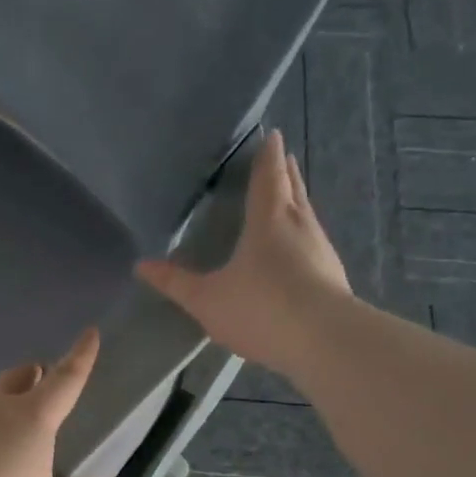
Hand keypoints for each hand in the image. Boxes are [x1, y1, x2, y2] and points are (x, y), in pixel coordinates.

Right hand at [136, 130, 350, 375]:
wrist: (324, 341)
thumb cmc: (261, 309)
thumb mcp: (207, 299)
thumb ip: (176, 283)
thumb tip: (141, 265)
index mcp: (268, 220)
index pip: (267, 178)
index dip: (267, 157)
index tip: (272, 135)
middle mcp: (299, 226)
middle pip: (293, 190)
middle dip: (285, 172)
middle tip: (283, 156)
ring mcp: (321, 251)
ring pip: (308, 215)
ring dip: (298, 202)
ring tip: (291, 197)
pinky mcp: (334, 276)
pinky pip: (315, 243)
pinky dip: (305, 235)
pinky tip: (302, 249)